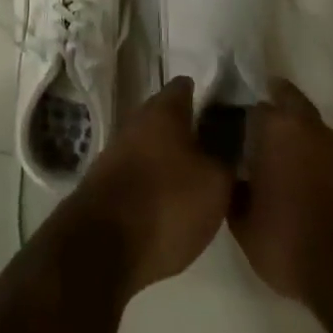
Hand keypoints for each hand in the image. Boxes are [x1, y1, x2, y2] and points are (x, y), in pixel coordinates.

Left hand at [61, 77, 233, 296]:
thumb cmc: (166, 203)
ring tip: (201, 180)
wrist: (102, 245)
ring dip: (174, 157)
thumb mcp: (215, 184)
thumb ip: (227, 157)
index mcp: (163, 109)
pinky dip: (157, 180)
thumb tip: (231, 142)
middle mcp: (137, 120)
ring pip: (154, 144)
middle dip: (192, 130)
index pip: (187, 86)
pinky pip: (141, 170)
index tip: (229, 113)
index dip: (208, 96)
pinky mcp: (107, 180)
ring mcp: (118, 149)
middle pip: (169, 116)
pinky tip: (173, 202)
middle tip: (221, 150)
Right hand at [232, 80, 332, 308]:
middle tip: (255, 128)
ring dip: (296, 132)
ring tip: (279, 157)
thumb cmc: (289, 242)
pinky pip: (327, 150)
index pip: (252, 104)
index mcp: (276, 127)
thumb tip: (231, 173)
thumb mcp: (243, 224)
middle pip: (287, 99)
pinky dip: (315, 156)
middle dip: (272, 105)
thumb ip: (232, 188)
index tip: (230, 131)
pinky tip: (304, 179)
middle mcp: (308, 125)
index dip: (240, 116)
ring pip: (310, 124)